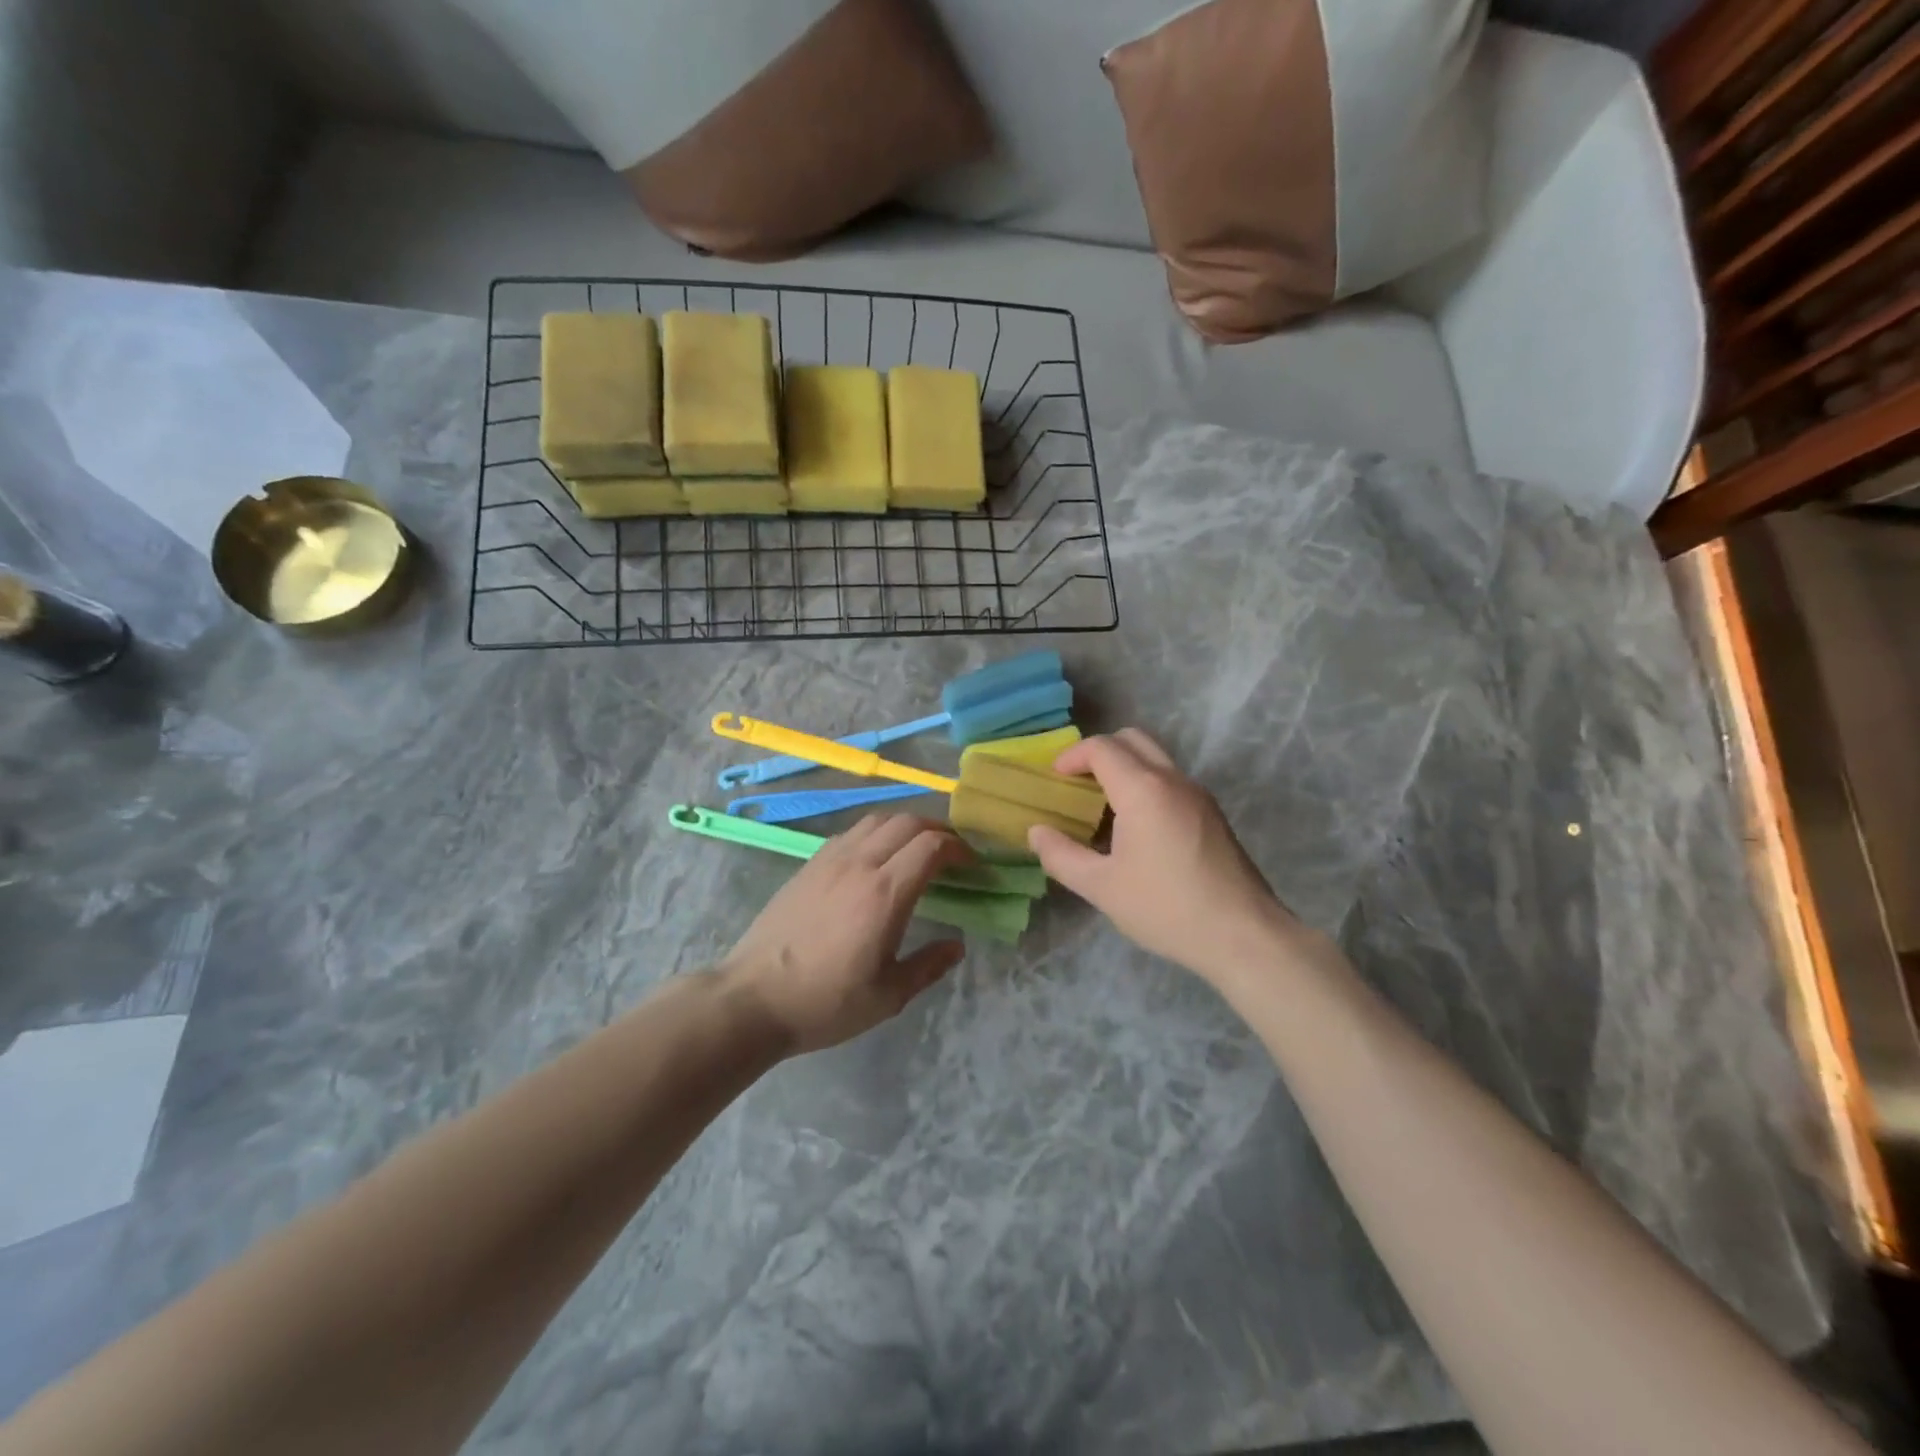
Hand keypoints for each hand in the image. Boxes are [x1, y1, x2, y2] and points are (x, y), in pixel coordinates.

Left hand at [721, 814, 972, 1054]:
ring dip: (905, 826)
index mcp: (884, 893)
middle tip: (951, 853)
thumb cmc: (825, 1002)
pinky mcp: (808, 865)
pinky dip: (875, 834)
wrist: (753, 998)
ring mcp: (829, 860)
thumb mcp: (887, 996)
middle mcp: (859, 864)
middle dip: (937, 830)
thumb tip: (957, 946)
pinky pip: (851, 833)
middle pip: (907, 822)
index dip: (958, 848)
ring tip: (916, 850)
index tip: (972, 865)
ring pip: (876, 820)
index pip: (931, 846)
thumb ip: (928, 966)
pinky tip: (875, 859)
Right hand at [1028, 730, 1309, 986]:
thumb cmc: (1167, 908)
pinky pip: (1171, 780)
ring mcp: (1198, 795)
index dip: (1072, 756)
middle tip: (1077, 784)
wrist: (1244, 935)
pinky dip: (1146, 784)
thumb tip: (1037, 833)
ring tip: (1102, 807)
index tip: (1055, 779)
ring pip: (1155, 758)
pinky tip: (1135, 828)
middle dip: (1099, 752)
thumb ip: (1062, 856)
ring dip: (1124, 768)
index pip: (1102, 747)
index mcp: (1143, 790)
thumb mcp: (1102, 888)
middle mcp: (1173, 780)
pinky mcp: (1212, 813)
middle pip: (1131, 739)